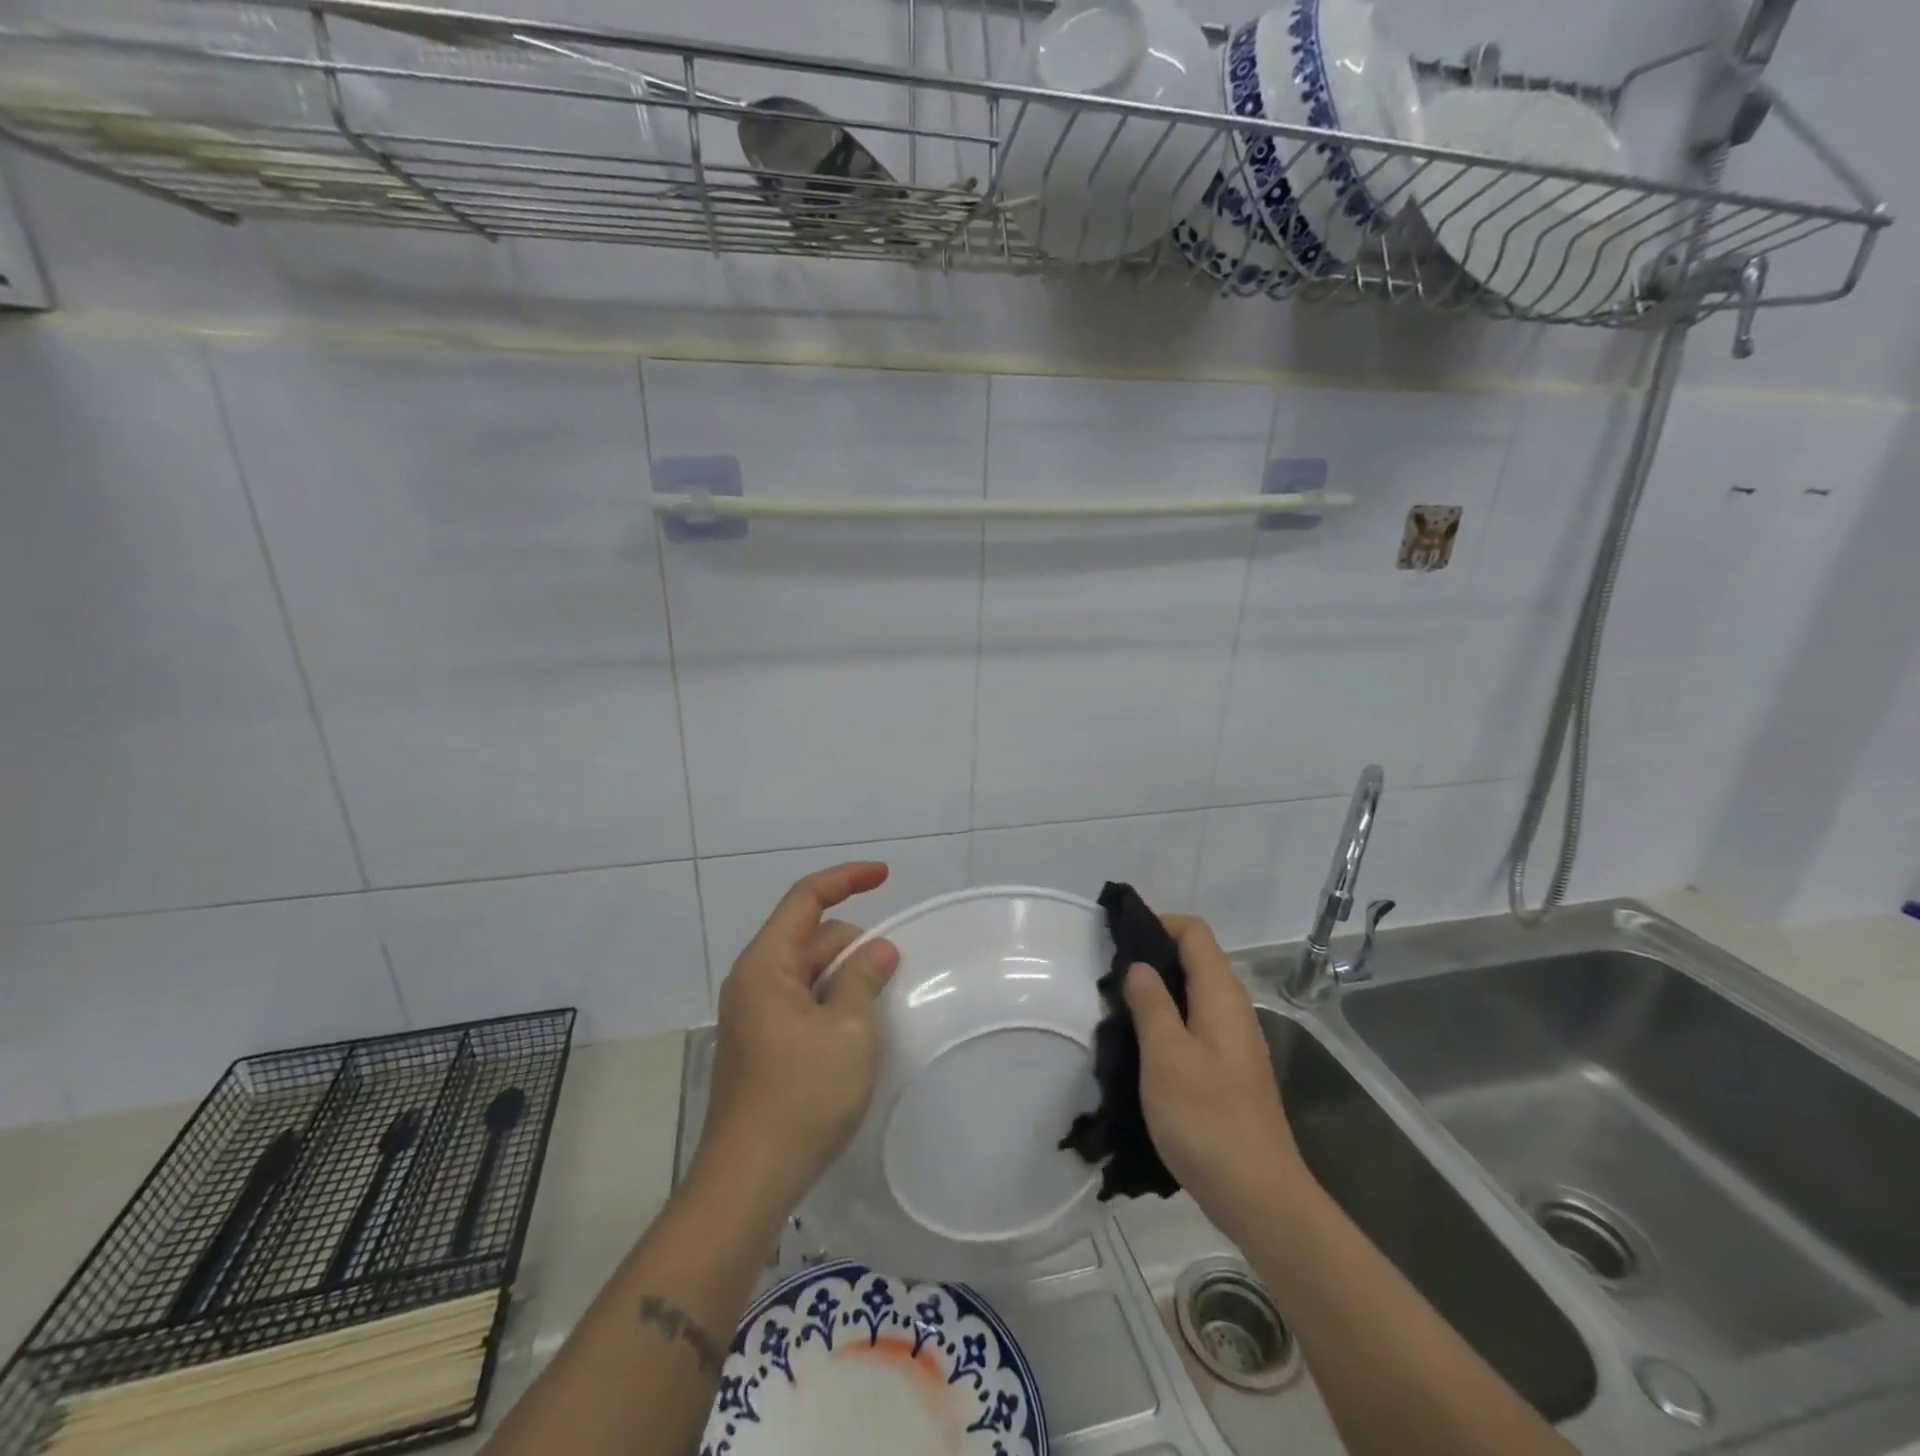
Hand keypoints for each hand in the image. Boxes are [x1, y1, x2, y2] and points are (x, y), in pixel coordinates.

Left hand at [694, 862, 900, 1214]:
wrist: (749, 1181)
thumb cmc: (801, 1098)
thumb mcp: (849, 1031)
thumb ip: (864, 977)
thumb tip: (878, 949)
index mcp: (766, 965)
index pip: (805, 899)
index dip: (846, 879)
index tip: (886, 875)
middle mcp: (754, 980)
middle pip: (812, 937)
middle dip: (854, 946)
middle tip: (890, 982)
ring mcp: (756, 1013)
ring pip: (810, 972)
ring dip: (846, 979)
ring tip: (875, 1016)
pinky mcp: (762, 1042)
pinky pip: (804, 1001)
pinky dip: (833, 1003)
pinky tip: (854, 1035)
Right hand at [1123, 915, 1311, 1239]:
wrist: (1260, 1198)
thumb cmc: (1208, 1121)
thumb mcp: (1167, 1058)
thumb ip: (1151, 1005)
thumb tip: (1139, 966)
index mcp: (1221, 996)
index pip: (1193, 932)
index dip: (1158, 923)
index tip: (1118, 936)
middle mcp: (1232, 1010)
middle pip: (1194, 959)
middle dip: (1152, 956)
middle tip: (1108, 974)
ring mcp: (1233, 1042)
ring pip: (1192, 994)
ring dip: (1156, 992)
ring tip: (1116, 1008)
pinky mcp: (1228, 1071)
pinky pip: (1194, 1024)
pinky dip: (1166, 1020)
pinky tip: (1141, 1046)